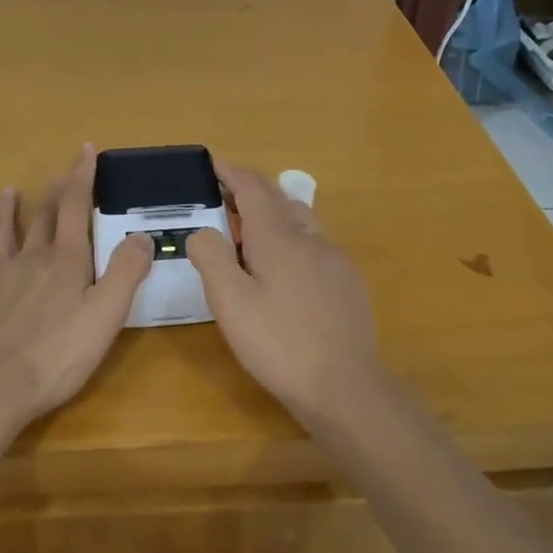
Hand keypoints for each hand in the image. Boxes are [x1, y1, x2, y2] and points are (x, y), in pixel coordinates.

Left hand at [0, 147, 153, 438]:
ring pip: (2, 232)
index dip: (82, 177)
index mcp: (66, 263)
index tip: (85, 149)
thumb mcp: (105, 316)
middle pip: (42, 218)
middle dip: (53, 194)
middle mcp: (30, 259)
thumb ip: (126, 272)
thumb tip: (143, 234)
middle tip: (57, 174)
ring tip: (8, 190)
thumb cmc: (54, 356)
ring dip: (6, 210)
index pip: (76, 209)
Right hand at [187, 161, 381, 422]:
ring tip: (250, 233)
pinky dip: (292, 239)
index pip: (253, 188)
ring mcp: (334, 259)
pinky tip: (285, 270)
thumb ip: (211, 258)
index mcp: (278, 238)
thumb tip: (204, 230)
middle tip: (223, 199)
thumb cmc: (279, 344)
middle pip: (279, 198)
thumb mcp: (230, 303)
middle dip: (250, 191)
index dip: (231, 173)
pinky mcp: (348, 282)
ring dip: (274, 214)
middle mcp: (310, 238)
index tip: (212, 166)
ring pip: (301, 219)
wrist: (345, 387)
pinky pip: (315, 244)